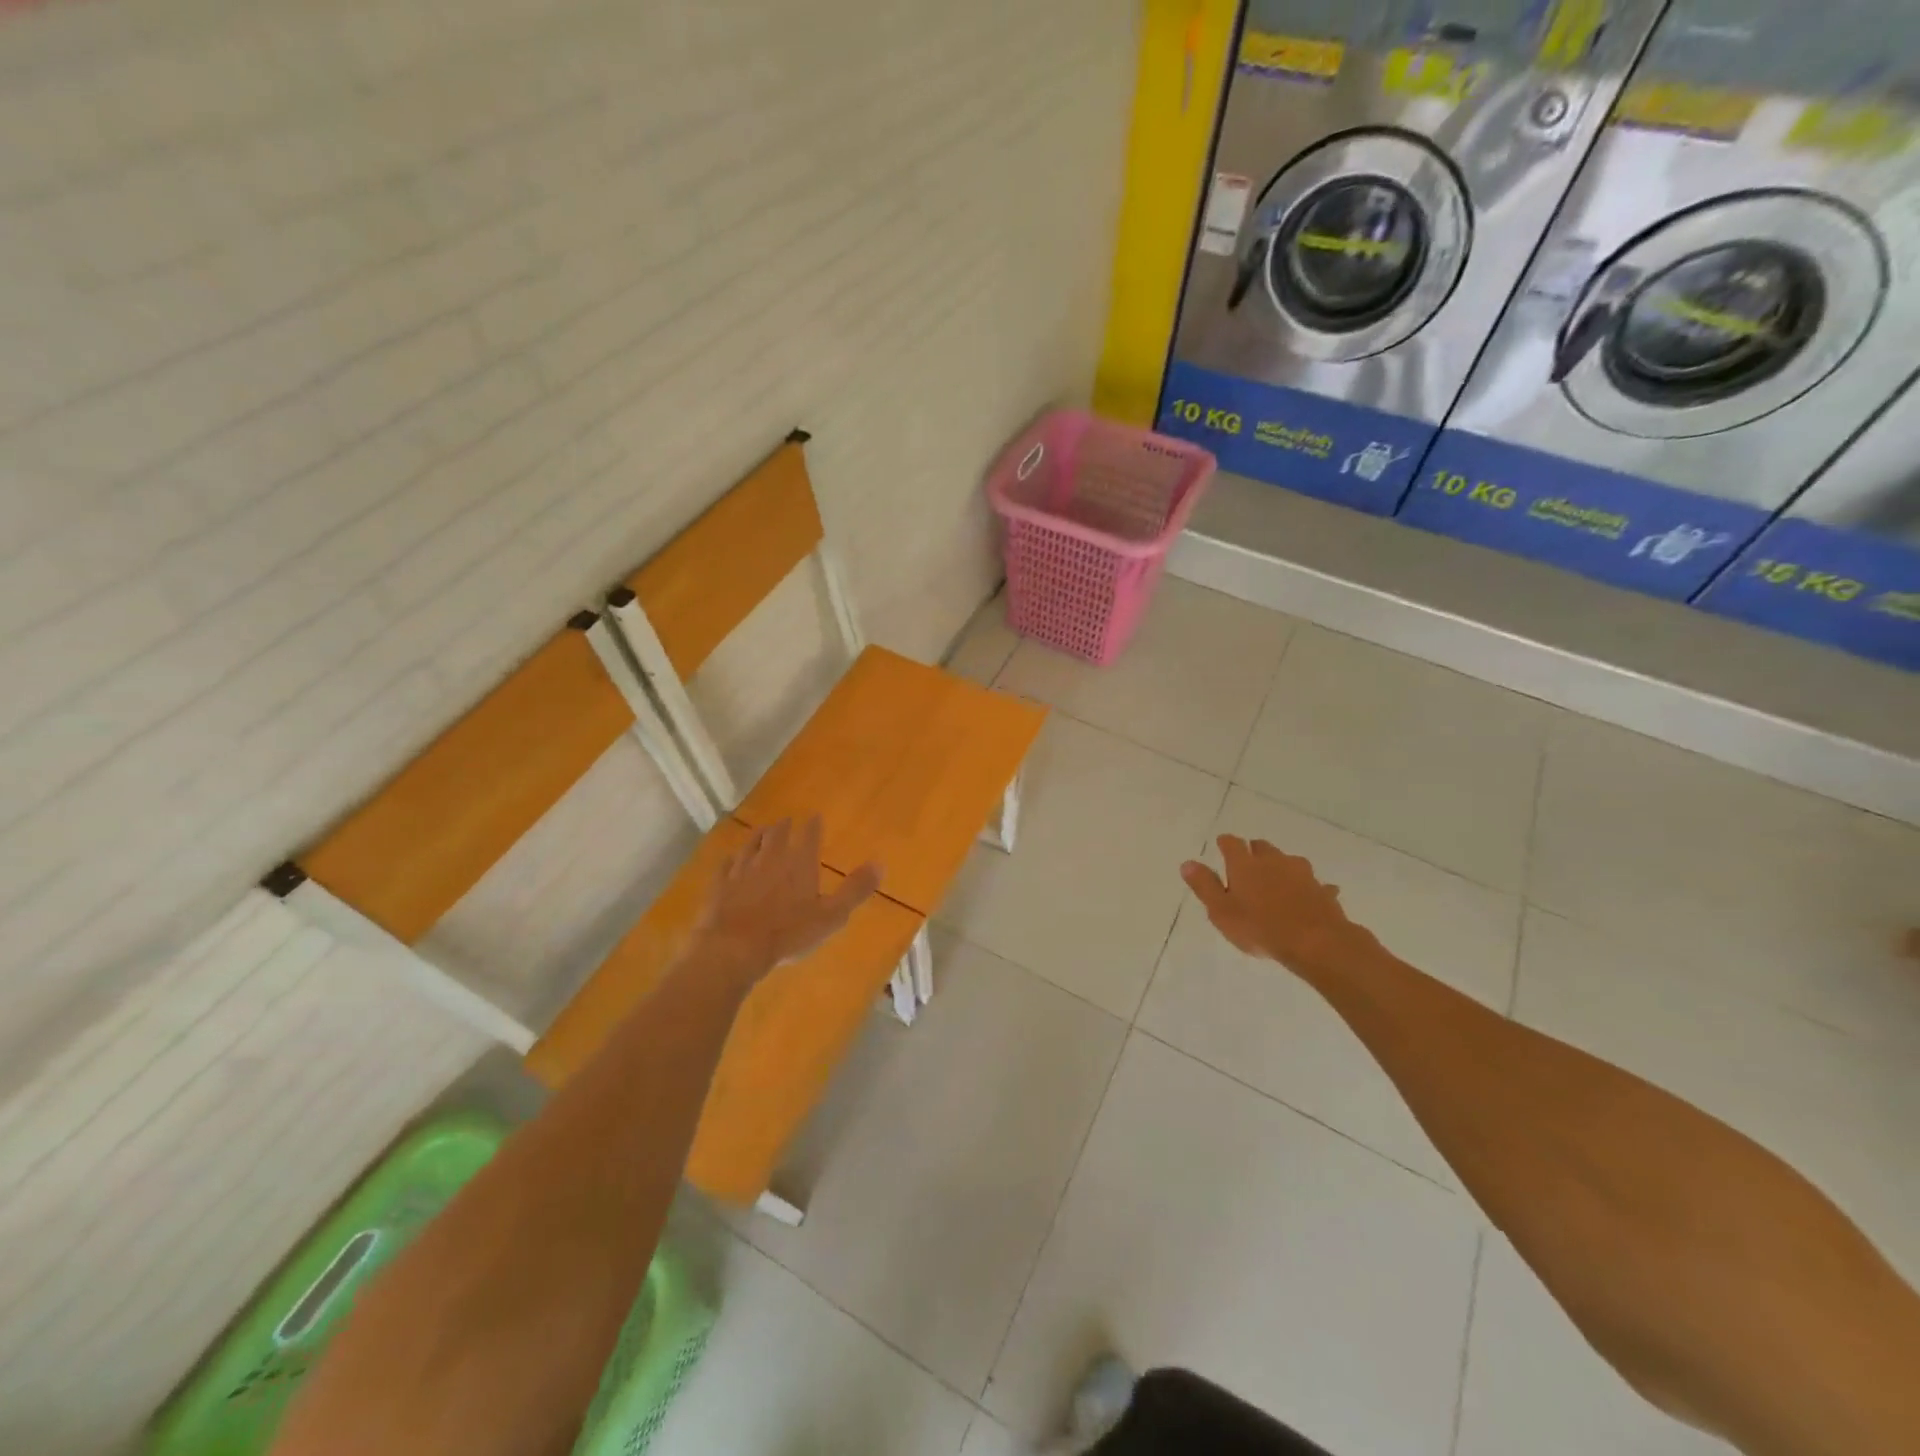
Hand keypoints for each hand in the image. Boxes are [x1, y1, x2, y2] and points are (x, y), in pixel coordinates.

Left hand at [695, 818, 879, 985]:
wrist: (734, 948)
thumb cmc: (788, 933)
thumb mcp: (831, 916)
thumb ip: (855, 890)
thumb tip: (880, 864)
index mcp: (799, 864)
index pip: (808, 836)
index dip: (812, 826)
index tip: (814, 816)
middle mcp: (770, 859)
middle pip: (777, 835)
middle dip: (784, 826)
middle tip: (786, 820)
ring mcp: (742, 870)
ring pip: (751, 845)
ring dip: (758, 836)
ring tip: (762, 830)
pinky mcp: (720, 886)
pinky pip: (726, 866)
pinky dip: (731, 859)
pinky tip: (730, 859)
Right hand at [1180, 836, 1369, 974]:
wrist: (1316, 943)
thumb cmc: (1260, 928)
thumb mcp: (1221, 911)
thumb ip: (1204, 886)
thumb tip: (1187, 863)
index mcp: (1245, 864)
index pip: (1231, 843)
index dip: (1225, 843)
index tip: (1221, 845)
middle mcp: (1273, 861)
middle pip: (1262, 847)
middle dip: (1253, 852)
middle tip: (1247, 865)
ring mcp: (1302, 873)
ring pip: (1288, 862)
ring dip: (1281, 867)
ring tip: (1276, 882)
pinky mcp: (1322, 890)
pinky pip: (1313, 885)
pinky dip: (1307, 888)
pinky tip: (1307, 898)